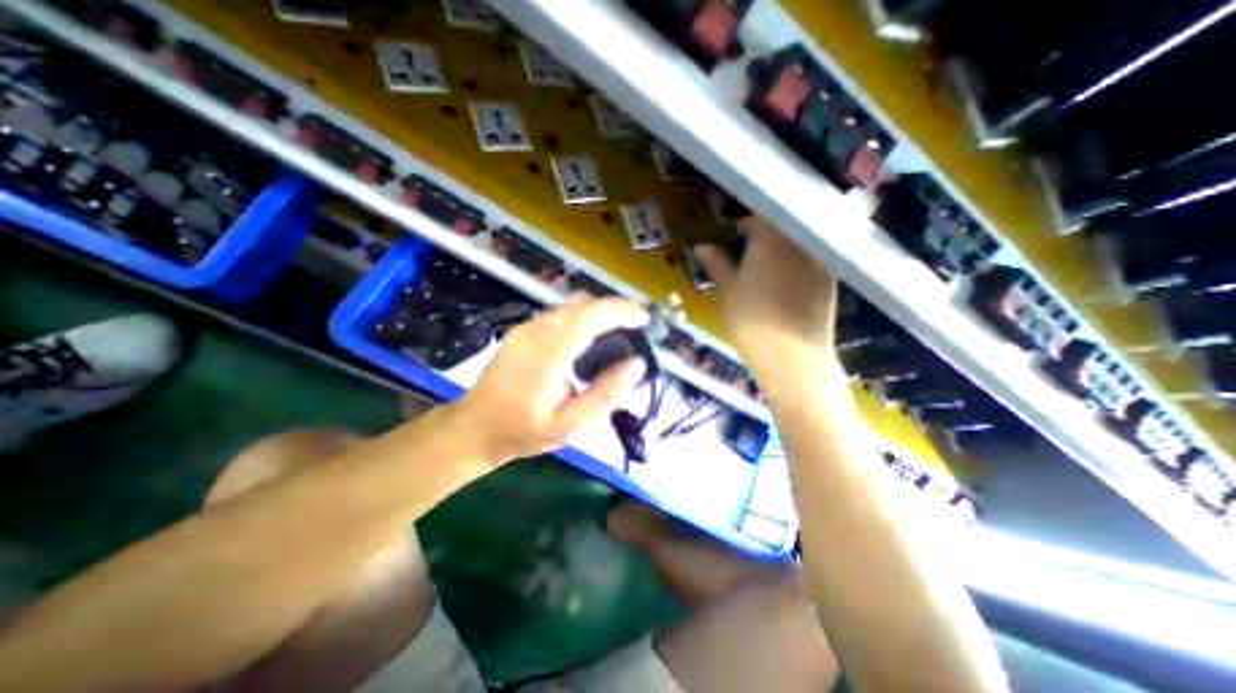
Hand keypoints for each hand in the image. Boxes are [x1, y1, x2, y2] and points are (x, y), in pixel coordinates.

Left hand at [453, 295, 648, 462]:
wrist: (474, 428)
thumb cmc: (523, 430)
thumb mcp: (571, 424)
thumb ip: (606, 394)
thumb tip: (636, 364)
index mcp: (548, 353)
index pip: (590, 316)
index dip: (620, 311)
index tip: (643, 318)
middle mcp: (535, 332)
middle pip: (582, 305)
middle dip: (614, 309)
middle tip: (635, 327)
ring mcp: (525, 329)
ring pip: (570, 307)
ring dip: (598, 312)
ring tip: (617, 332)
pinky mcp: (521, 331)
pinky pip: (559, 315)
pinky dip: (582, 318)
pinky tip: (588, 339)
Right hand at [695, 213, 840, 355]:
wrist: (793, 356)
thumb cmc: (752, 321)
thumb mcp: (728, 292)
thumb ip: (717, 264)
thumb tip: (701, 246)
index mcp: (770, 240)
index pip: (760, 217)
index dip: (746, 223)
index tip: (735, 235)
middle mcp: (799, 242)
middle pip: (782, 225)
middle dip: (765, 232)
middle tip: (749, 250)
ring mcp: (818, 259)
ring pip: (798, 240)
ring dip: (782, 246)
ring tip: (766, 265)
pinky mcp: (830, 278)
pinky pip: (811, 257)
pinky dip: (797, 260)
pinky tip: (785, 280)